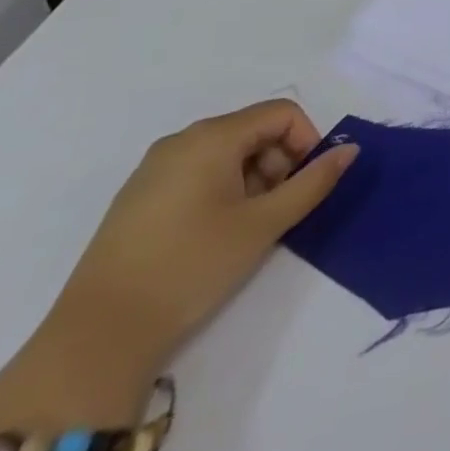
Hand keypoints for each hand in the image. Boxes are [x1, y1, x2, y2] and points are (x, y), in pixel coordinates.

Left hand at [46, 101, 358, 379]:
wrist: (98, 336)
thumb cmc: (191, 266)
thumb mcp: (264, 224)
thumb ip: (314, 182)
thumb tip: (351, 150)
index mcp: (212, 137)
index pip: (282, 114)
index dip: (307, 141)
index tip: (306, 185)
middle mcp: (182, 140)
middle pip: (254, 130)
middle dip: (280, 162)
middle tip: (279, 210)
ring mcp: (154, 169)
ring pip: (228, 153)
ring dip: (254, 179)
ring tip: (249, 227)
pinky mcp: (138, 197)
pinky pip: (198, 172)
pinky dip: (223, 190)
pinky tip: (216, 233)